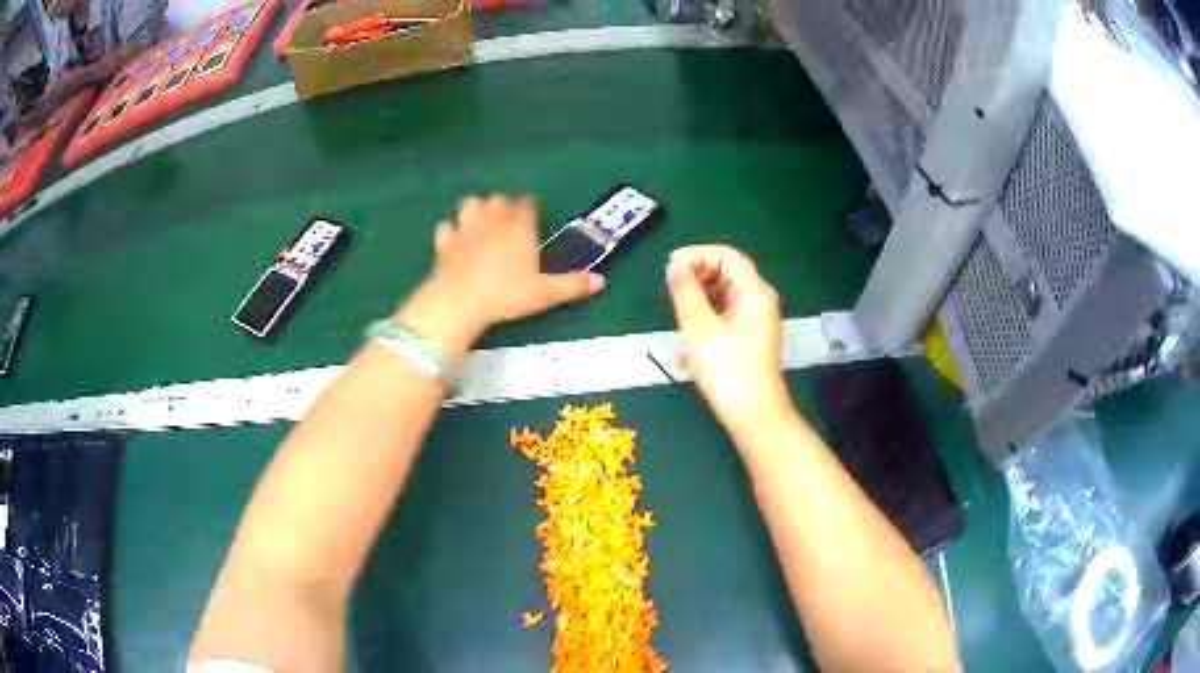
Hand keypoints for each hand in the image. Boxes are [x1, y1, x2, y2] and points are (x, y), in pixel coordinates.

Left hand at [396, 194, 605, 355]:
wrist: (459, 301)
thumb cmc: (506, 294)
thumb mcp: (545, 293)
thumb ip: (573, 285)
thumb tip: (602, 281)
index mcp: (519, 228)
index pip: (527, 204)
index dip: (530, 204)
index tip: (532, 208)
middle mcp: (492, 221)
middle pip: (497, 200)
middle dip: (502, 204)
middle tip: (507, 216)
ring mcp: (465, 230)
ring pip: (469, 205)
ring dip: (475, 208)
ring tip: (479, 219)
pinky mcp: (444, 244)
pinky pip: (445, 228)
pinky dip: (449, 230)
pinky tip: (453, 238)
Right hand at [666, 245, 790, 433]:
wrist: (754, 415)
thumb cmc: (727, 369)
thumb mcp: (699, 327)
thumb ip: (685, 291)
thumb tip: (674, 265)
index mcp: (753, 292)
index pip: (726, 256)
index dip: (697, 254)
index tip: (670, 267)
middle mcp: (759, 301)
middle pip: (726, 274)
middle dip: (696, 278)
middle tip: (669, 292)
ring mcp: (756, 322)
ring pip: (723, 297)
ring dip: (697, 301)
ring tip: (676, 318)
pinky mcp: (750, 340)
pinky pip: (725, 318)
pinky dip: (705, 321)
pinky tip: (686, 346)